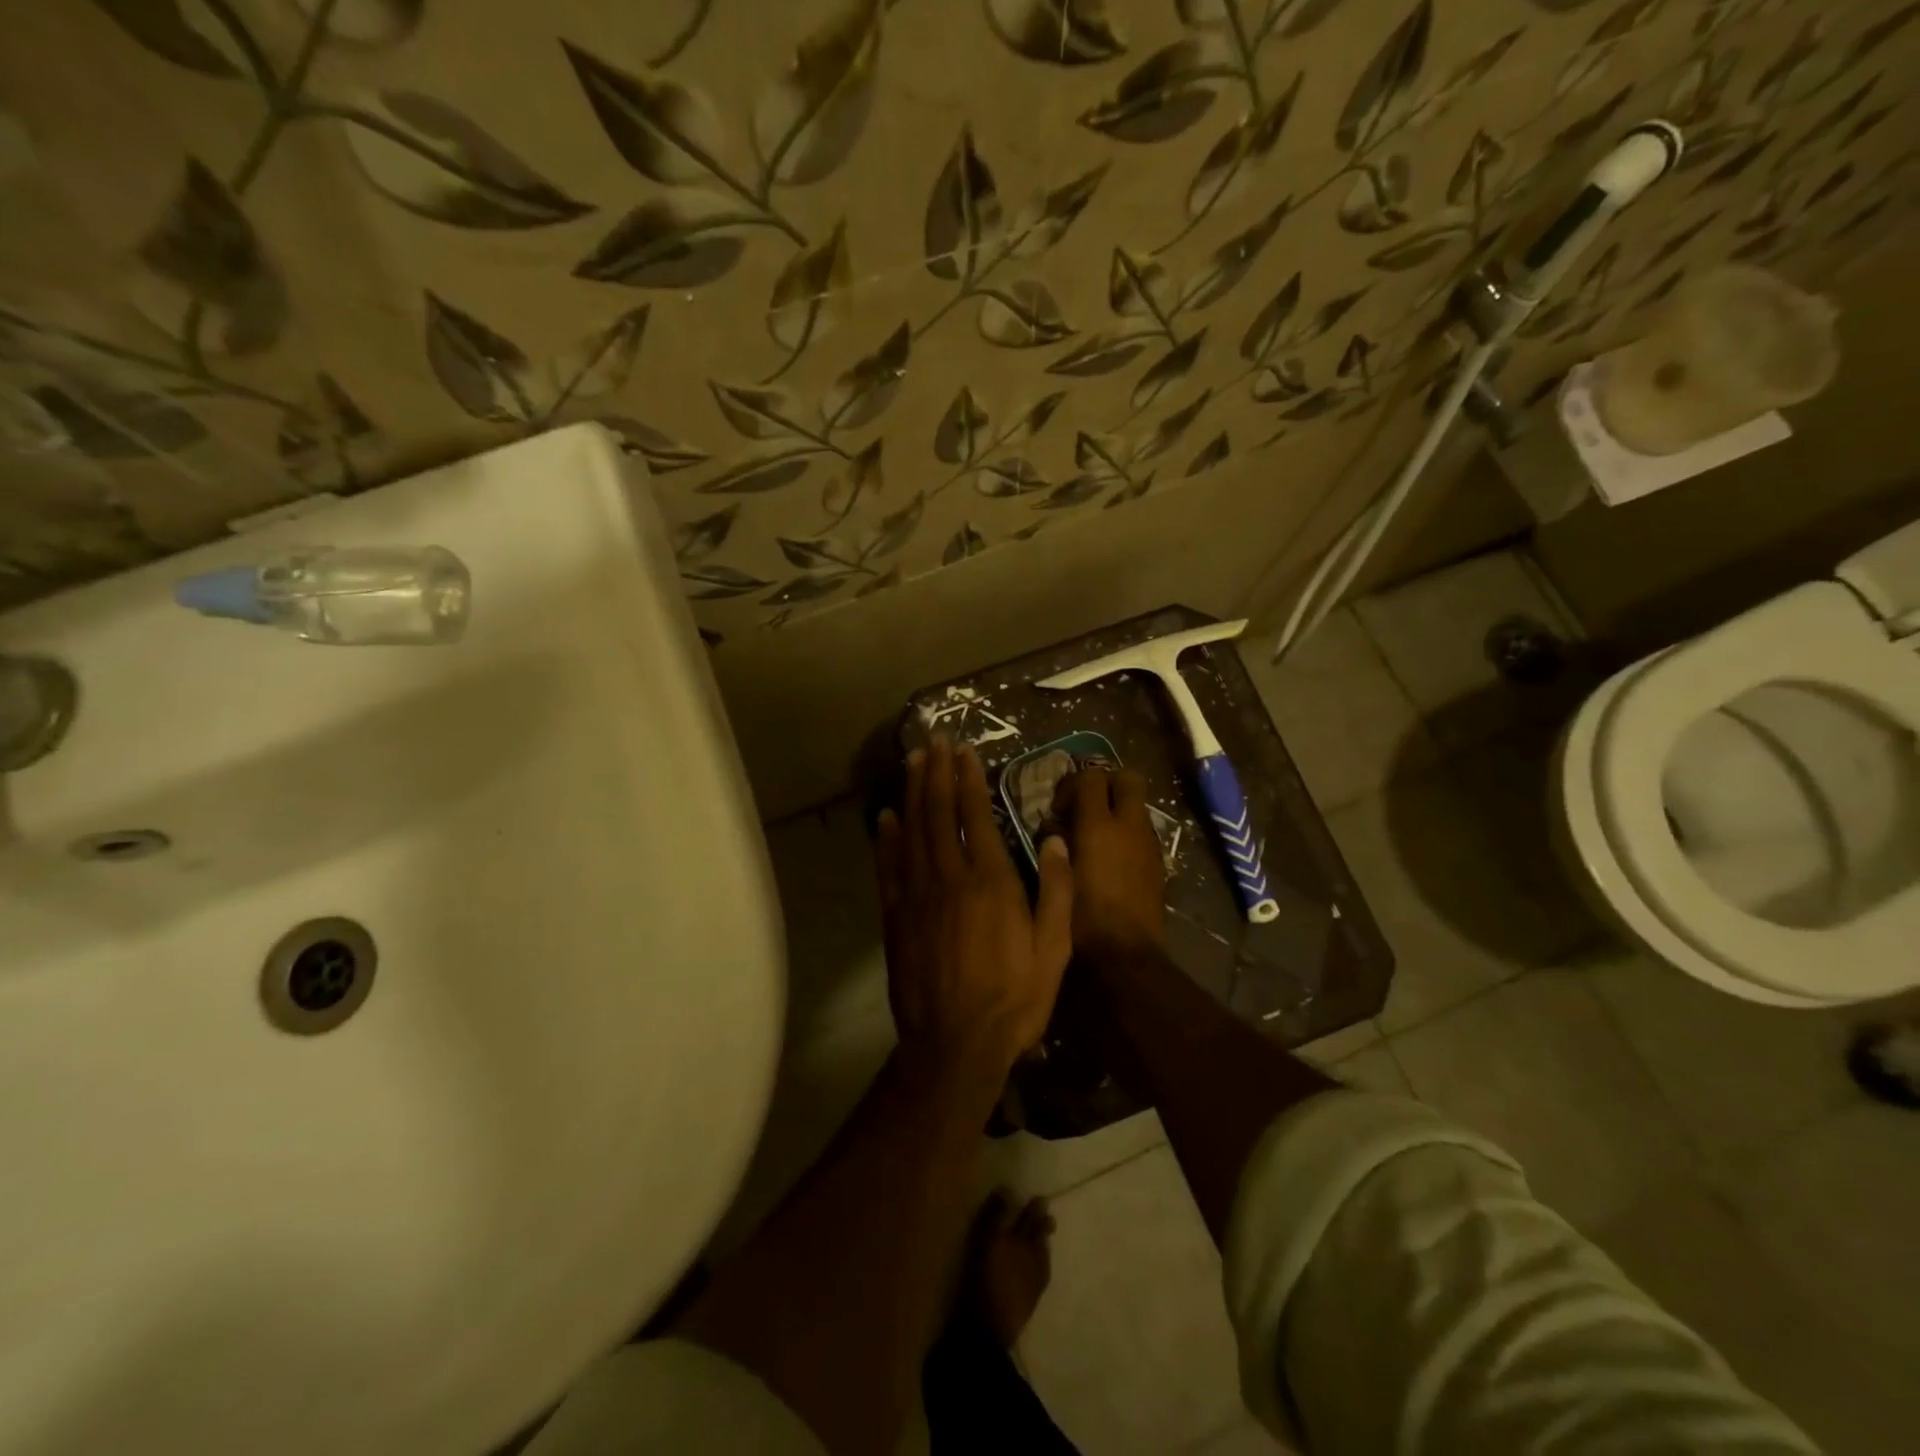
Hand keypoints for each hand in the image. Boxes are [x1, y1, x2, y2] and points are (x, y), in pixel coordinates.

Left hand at [875, 739, 1073, 1075]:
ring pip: (911, 831)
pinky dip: (886, 838)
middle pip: (938, 812)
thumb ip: (1058, 890)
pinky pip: (889, 867)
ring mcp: (917, 895)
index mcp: (991, 880)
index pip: (975, 815)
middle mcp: (950, 877)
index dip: (968, 778)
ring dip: (911, 792)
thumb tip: (1055, 839)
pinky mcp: (896, 916)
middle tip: (933, 740)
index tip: (963, 750)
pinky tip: (885, 816)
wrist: (955, 1044)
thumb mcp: (1054, 949)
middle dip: (936, 772)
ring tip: (911, 761)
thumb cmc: (1014, 998)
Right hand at [1052, 768, 1166, 960]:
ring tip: (1095, 836)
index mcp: (1099, 826)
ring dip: (1118, 809)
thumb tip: (1054, 825)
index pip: (1091, 776)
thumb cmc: (1080, 917)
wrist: (1125, 955)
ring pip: (1138, 806)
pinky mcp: (1158, 864)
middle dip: (1107, 782)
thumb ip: (1054, 842)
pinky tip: (1110, 860)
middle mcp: (1130, 826)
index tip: (1058, 808)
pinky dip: (1127, 834)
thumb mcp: (1056, 876)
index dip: (1072, 783)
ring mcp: (1149, 844)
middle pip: (1128, 778)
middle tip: (1085, 805)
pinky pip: (1143, 832)